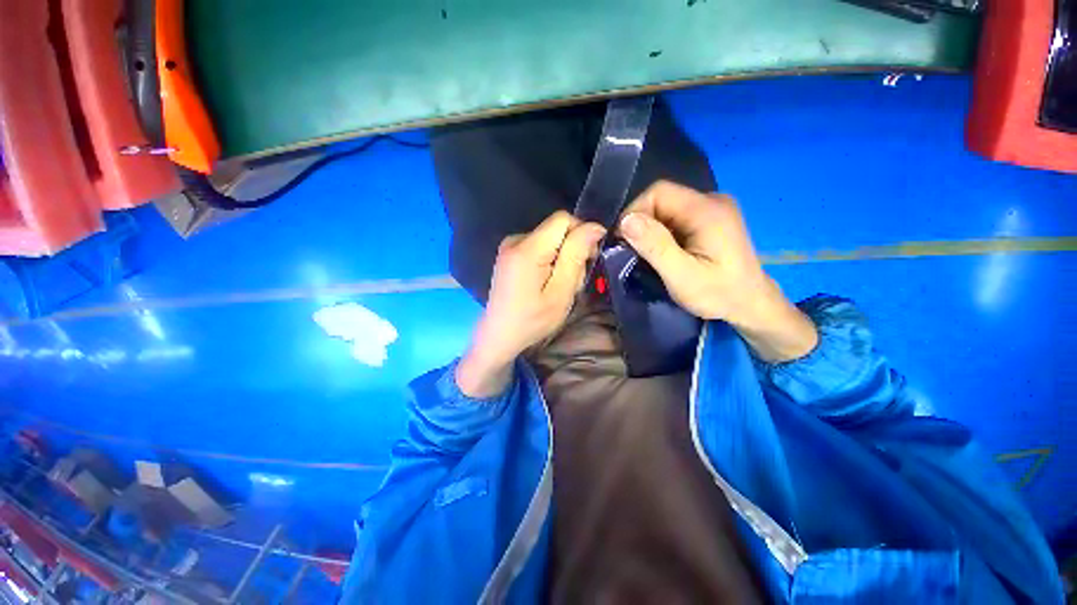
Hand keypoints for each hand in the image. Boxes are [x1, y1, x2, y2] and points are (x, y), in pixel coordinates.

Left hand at [457, 211, 605, 396]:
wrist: (499, 335)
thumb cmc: (531, 320)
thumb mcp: (560, 292)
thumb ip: (575, 256)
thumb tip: (594, 227)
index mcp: (527, 248)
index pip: (563, 219)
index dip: (581, 234)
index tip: (588, 259)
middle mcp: (515, 240)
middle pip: (556, 230)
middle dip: (572, 250)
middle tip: (572, 281)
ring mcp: (509, 246)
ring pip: (550, 239)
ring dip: (562, 258)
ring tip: (559, 286)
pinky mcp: (509, 254)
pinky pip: (539, 246)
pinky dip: (549, 261)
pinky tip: (546, 283)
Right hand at [619, 181, 816, 361]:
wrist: (751, 304)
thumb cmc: (719, 294)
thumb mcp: (682, 276)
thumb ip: (655, 246)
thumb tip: (625, 220)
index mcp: (707, 210)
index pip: (658, 192)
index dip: (634, 212)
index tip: (623, 241)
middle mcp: (712, 200)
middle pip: (662, 198)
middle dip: (641, 223)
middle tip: (632, 251)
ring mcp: (713, 207)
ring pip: (667, 207)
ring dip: (650, 228)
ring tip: (646, 253)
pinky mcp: (711, 217)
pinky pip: (676, 215)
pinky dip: (661, 231)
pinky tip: (662, 250)